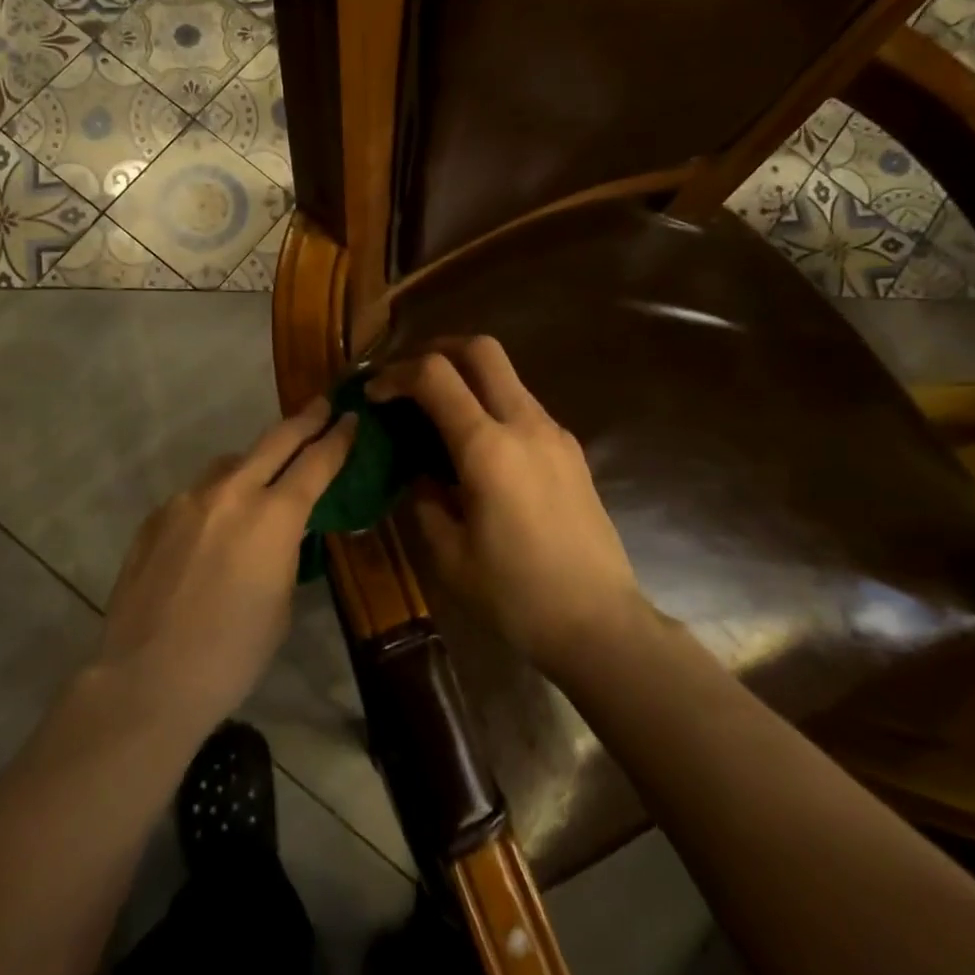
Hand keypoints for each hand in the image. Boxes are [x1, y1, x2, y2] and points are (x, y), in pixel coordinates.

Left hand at [96, 398, 356, 737]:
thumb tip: (280, 532)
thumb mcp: (281, 603)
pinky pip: (196, 496)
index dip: (338, 438)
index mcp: (274, 517)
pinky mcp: (155, 517)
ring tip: (262, 481)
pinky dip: (215, 501)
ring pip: (230, 465)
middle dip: (304, 420)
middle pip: (275, 440)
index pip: (316, 463)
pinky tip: (212, 532)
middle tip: (323, 404)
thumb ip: (285, 552)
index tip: (352, 418)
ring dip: (253, 464)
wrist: (147, 679)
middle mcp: (231, 493)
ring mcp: (187, 500)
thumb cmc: (232, 654)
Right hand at [368, 337, 643, 682]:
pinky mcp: (571, 451)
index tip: (374, 395)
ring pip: (507, 376)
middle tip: (409, 377)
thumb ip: (424, 501)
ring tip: (439, 414)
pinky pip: (524, 406)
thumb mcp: (449, 555)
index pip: (435, 376)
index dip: (396, 375)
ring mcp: (555, 434)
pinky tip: (478, 447)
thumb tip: (420, 474)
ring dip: (468, 378)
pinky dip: (492, 405)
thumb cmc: (516, 595)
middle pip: (481, 350)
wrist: (600, 624)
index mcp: (488, 448)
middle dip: (438, 349)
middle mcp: (525, 425)